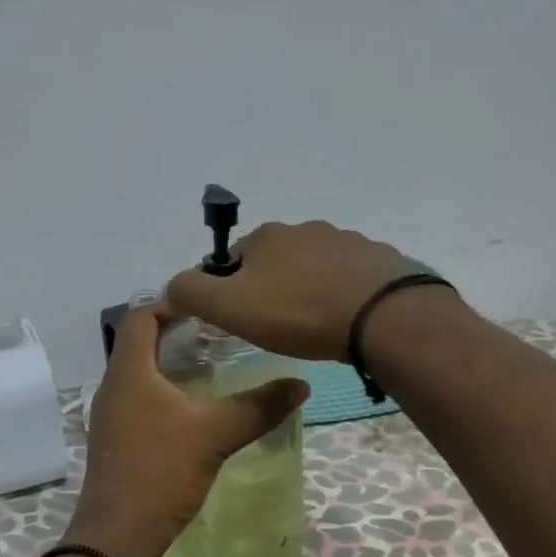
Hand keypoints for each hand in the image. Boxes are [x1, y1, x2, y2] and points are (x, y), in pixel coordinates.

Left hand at [67, 303, 308, 556]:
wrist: (116, 538)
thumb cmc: (160, 472)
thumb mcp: (215, 435)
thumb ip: (258, 407)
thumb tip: (301, 385)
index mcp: (129, 372)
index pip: (141, 317)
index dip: (171, 303)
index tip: (207, 303)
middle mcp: (114, 386)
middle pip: (140, 342)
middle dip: (176, 331)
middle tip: (218, 330)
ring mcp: (111, 415)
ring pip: (140, 371)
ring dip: (170, 361)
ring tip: (212, 361)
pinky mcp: (117, 439)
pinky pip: (139, 397)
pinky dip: (165, 388)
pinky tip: (194, 404)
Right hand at [164, 220, 432, 360]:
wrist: (383, 317)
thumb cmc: (300, 312)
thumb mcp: (231, 307)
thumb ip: (192, 293)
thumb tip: (172, 285)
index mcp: (268, 236)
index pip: (234, 260)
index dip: (231, 290)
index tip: (242, 320)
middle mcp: (306, 229)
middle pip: (276, 262)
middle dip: (273, 289)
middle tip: (280, 327)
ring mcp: (347, 241)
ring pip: (314, 268)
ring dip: (310, 290)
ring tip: (316, 327)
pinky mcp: (379, 260)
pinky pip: (350, 277)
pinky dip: (343, 294)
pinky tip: (348, 320)